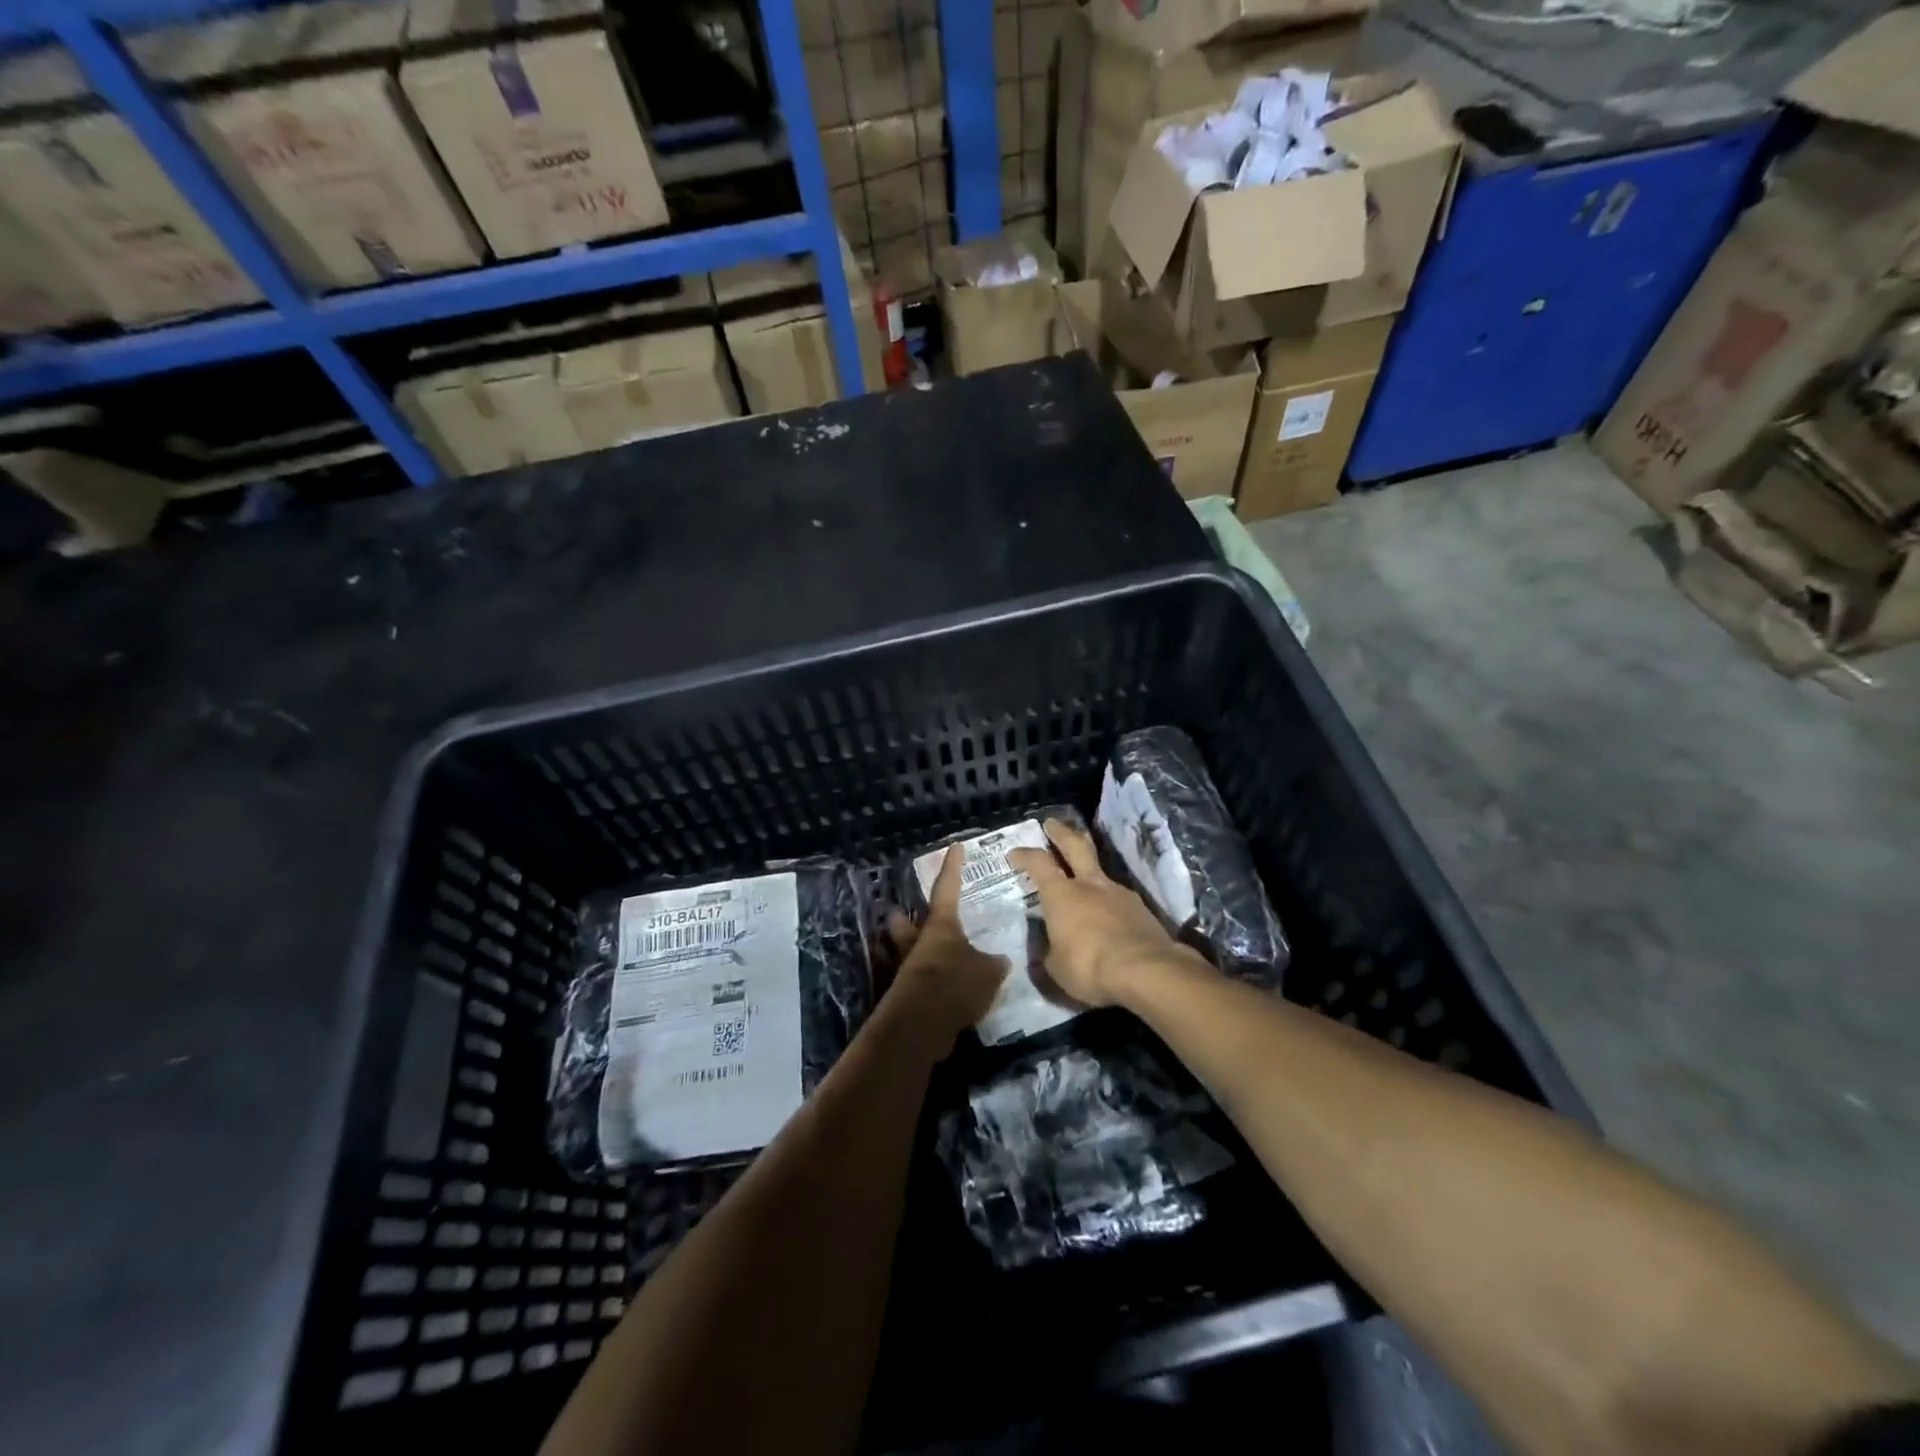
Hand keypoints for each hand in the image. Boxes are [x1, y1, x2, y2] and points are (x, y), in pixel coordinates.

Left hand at [883, 842, 1007, 1054]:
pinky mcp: (904, 995)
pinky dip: (924, 983)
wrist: (922, 1024)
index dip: (953, 867)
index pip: (948, 887)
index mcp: (941, 925)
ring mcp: (906, 968)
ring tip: (931, 957)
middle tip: (907, 912)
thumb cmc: (955, 983)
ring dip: (912, 952)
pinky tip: (941, 991)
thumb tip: (999, 961)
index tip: (955, 847)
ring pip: (903, 951)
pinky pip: (913, 980)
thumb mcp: (988, 972)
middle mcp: (918, 941)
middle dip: (904, 917)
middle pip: (904, 921)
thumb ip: (993, 964)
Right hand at [1008, 819, 1204, 1008]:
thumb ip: (1050, 952)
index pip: (1039, 863)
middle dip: (1061, 833)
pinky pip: (1119, 899)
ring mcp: (1120, 893)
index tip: (1015, 853)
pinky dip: (1110, 903)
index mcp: (1062, 894)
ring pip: (1101, 873)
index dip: (1025, 855)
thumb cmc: (1089, 966)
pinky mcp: (1142, 910)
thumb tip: (1049, 948)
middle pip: (1075, 846)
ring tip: (1084, 884)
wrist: (1146, 971)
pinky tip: (1110, 919)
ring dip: (1090, 873)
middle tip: (1052, 823)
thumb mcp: (1056, 967)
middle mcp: (1090, 885)